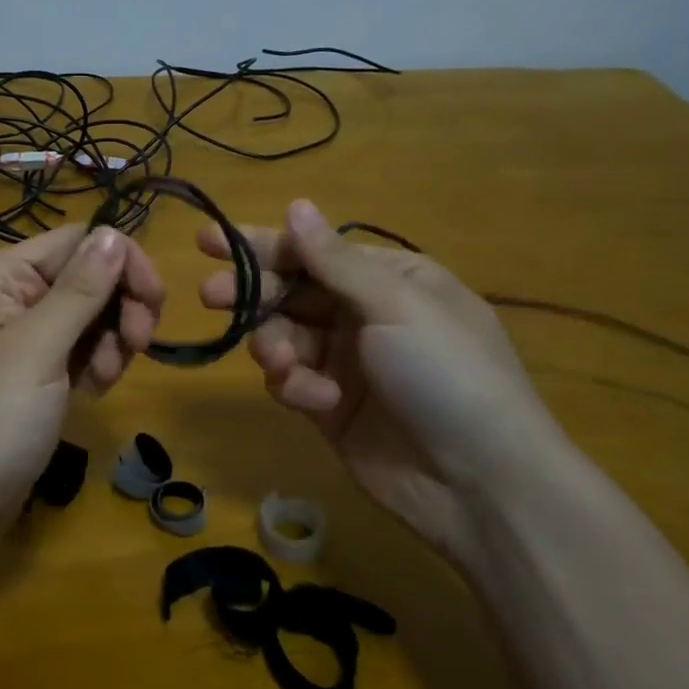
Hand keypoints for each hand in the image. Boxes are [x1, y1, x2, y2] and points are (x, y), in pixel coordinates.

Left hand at [0, 224, 164, 521]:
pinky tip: (93, 392)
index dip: (122, 263)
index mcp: (1, 274)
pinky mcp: (33, 371)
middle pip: (88, 276)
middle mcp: (10, 294)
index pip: (79, 241)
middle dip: (119, 308)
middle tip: (138, 345)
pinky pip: (79, 348)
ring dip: (110, 341)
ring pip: (90, 314)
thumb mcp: (37, 350)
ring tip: (103, 381)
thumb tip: (113, 232)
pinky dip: (95, 364)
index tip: (154, 304)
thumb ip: (80, 290)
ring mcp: (21, 335)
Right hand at [199, 199, 564, 563]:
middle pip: (289, 292)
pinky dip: (295, 386)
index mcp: (388, 279)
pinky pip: (292, 381)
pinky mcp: (330, 407)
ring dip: (274, 345)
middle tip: (211, 295)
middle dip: (252, 292)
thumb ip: (335, 261)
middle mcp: (363, 314)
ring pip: (282, 336)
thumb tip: (296, 204)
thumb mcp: (396, 306)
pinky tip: (316, 401)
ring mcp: (345, 362)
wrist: (481, 485)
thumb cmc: (447, 375)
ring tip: (282, 363)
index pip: (312, 251)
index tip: (207, 243)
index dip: (260, 245)